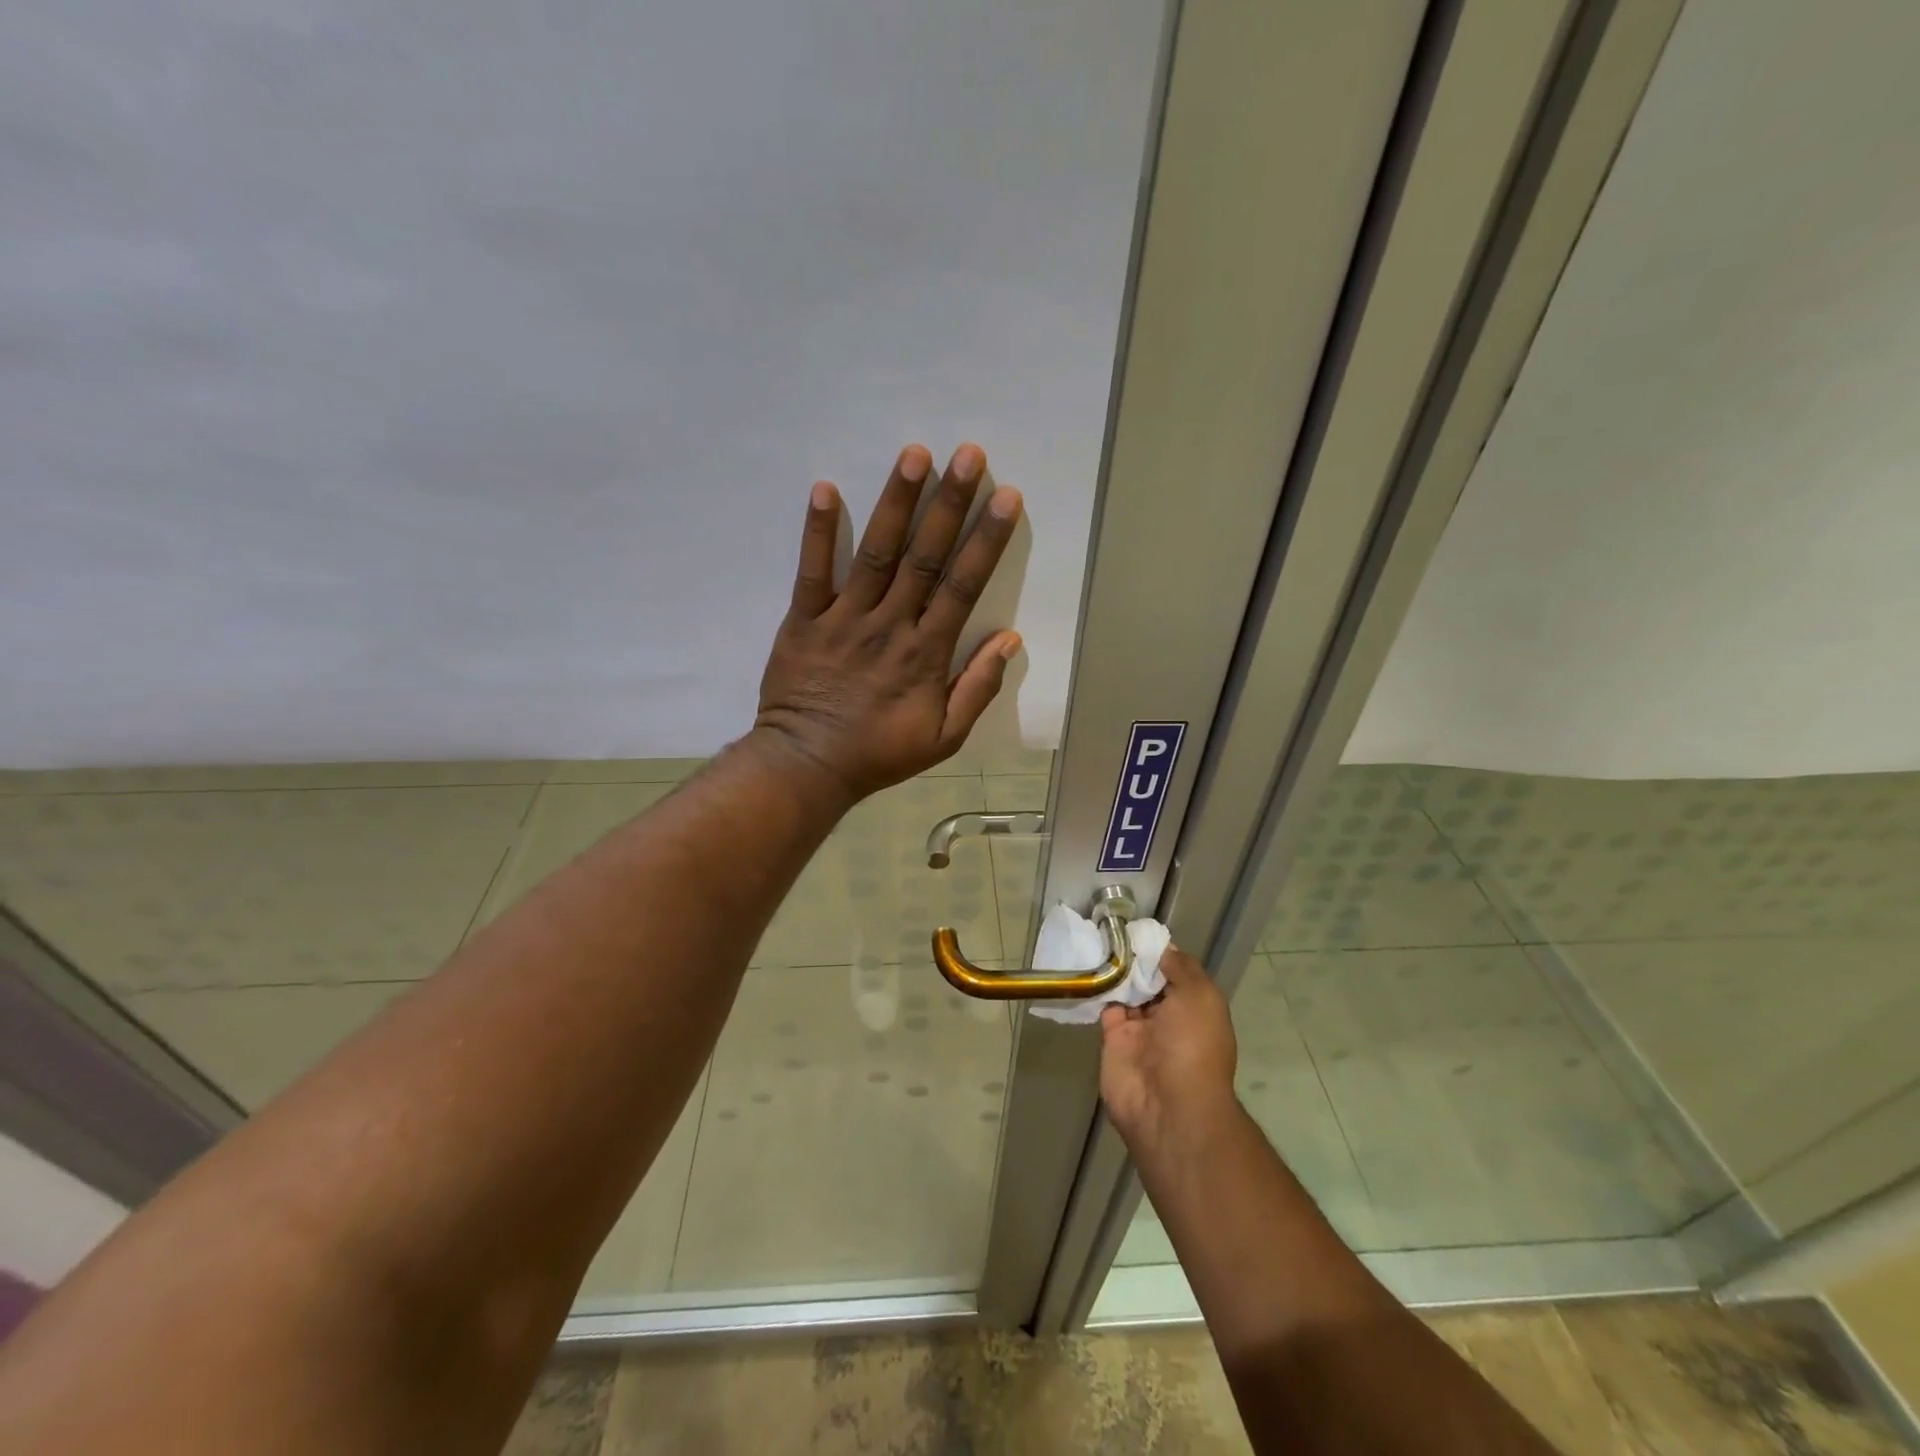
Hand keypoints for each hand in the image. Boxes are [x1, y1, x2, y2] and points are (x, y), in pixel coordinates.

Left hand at [753, 443, 1023, 800]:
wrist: (808, 766)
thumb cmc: (879, 753)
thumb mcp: (944, 737)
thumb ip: (978, 688)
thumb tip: (1010, 640)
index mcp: (926, 652)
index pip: (962, 585)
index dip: (986, 540)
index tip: (1006, 498)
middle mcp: (889, 625)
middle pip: (924, 556)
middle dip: (949, 503)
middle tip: (969, 455)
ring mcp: (844, 619)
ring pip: (876, 553)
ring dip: (896, 503)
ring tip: (914, 455)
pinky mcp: (803, 620)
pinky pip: (812, 572)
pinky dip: (819, 531)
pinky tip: (826, 488)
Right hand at [1099, 945, 1238, 1152]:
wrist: (1168, 1105)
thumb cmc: (1193, 1045)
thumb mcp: (1201, 997)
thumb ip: (1181, 967)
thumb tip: (1163, 948)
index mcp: (1196, 1007)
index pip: (1177, 971)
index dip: (1160, 951)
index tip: (1139, 930)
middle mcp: (1169, 1017)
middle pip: (1149, 979)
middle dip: (1135, 958)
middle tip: (1111, 929)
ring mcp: (1140, 1029)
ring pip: (1126, 990)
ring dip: (1115, 969)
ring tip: (1096, 938)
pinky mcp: (1113, 1039)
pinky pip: (1104, 1006)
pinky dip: (1098, 987)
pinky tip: (1087, 964)